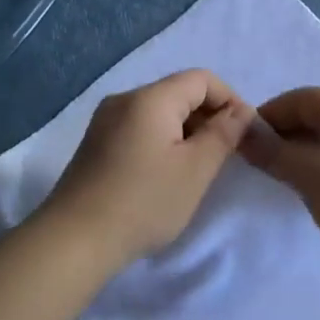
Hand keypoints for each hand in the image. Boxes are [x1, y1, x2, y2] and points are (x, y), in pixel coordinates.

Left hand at [39, 69, 254, 271]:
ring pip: (158, 113)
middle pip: (178, 93)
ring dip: (186, 132)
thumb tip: (241, 111)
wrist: (74, 240)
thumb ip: (223, 134)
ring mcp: (104, 122)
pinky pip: (139, 129)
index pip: (201, 79)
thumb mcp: (195, 170)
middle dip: (208, 117)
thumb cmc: (144, 202)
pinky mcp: (95, 144)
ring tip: (197, 169)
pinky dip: (162, 142)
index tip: (244, 135)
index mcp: (150, 98)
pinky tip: (165, 175)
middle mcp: (124, 99)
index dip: (230, 100)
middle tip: (225, 156)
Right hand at [240, 87, 319, 265]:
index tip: (242, 145)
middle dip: (284, 137)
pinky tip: (317, 192)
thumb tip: (243, 132)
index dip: (266, 118)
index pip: (299, 98)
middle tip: (260, 166)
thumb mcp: (310, 174)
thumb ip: (273, 151)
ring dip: (304, 155)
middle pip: (316, 115)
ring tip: (284, 181)